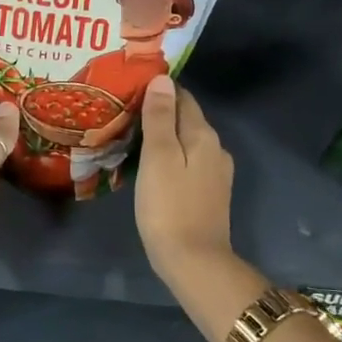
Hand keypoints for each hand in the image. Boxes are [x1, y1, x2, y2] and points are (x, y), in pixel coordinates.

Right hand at [135, 76, 236, 287]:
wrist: (194, 262)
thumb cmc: (169, 206)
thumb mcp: (159, 157)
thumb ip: (160, 117)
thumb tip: (163, 79)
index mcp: (203, 135)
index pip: (183, 97)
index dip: (159, 90)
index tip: (131, 88)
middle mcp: (215, 148)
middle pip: (187, 119)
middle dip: (160, 112)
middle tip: (125, 112)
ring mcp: (215, 173)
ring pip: (187, 142)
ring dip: (165, 136)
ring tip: (133, 136)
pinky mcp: (210, 193)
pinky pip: (188, 162)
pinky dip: (171, 156)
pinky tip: (152, 165)